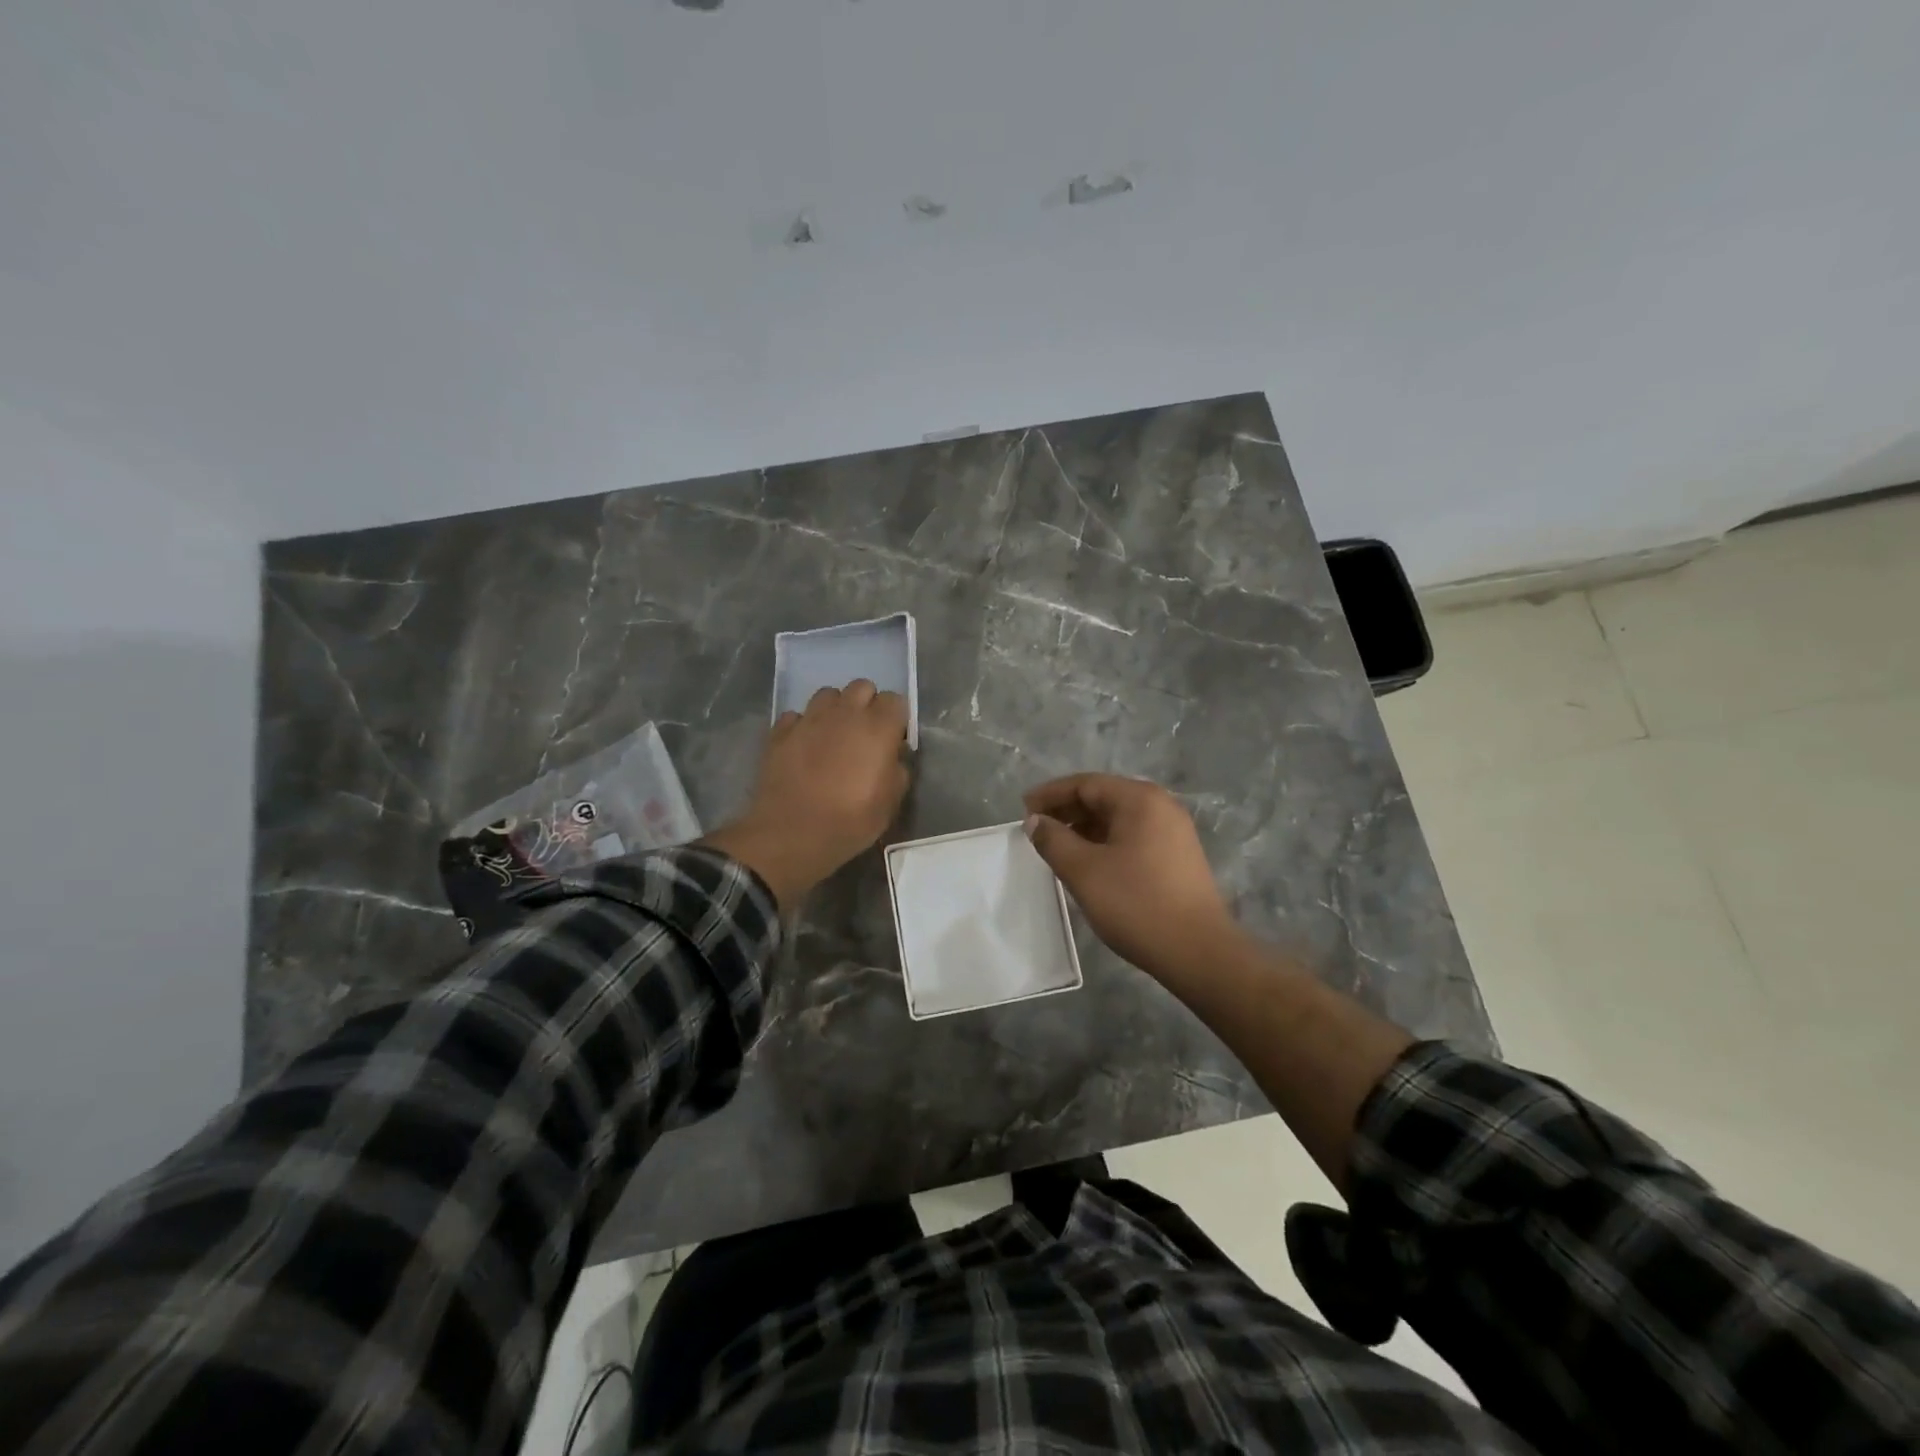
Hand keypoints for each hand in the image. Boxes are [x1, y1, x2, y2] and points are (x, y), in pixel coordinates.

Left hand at [703, 680, 910, 908]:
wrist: (792, 833)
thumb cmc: (851, 820)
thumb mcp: (890, 803)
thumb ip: (898, 771)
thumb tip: (894, 757)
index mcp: (878, 727)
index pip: (895, 699)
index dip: (896, 717)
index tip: (893, 739)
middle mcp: (844, 713)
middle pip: (862, 686)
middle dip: (867, 704)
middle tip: (864, 734)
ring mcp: (809, 719)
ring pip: (827, 694)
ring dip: (835, 709)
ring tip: (833, 735)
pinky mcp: (780, 732)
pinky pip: (796, 716)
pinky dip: (803, 726)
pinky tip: (803, 746)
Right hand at [1023, 774, 1239, 983]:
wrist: (1198, 952)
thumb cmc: (1136, 904)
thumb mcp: (1083, 870)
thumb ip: (1053, 840)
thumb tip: (1036, 821)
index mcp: (1140, 800)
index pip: (1086, 784)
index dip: (1050, 794)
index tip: (1023, 809)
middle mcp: (1160, 806)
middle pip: (1104, 797)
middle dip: (1067, 810)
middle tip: (1036, 828)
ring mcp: (1173, 831)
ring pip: (1118, 818)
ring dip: (1085, 827)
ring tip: (1057, 847)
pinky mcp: (1177, 856)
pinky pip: (1132, 836)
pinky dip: (1105, 842)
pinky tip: (1088, 862)